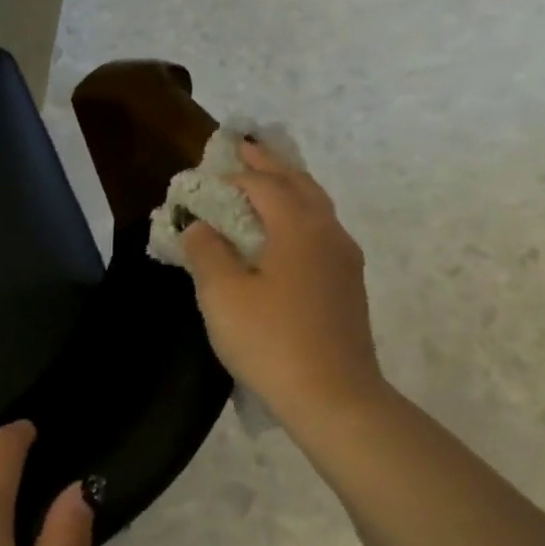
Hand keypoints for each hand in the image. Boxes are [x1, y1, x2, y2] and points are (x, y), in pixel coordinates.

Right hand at [179, 142, 387, 435]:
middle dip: (269, 165)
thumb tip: (199, 226)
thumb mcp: (222, 294)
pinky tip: (281, 233)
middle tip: (244, 149)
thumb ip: (206, 252)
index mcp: (299, 228)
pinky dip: (296, 216)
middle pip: (299, 185)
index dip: (233, 175)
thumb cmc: (270, 339)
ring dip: (287, 188)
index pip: (265, 184)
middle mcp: (328, 233)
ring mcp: (343, 260)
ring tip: (264, 182)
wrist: (333, 396)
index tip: (206, 172)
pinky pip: (319, 232)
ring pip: (315, 208)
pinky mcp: (346, 285)